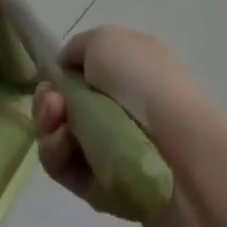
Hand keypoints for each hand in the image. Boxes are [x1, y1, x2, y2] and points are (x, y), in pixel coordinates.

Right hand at [34, 25, 205, 214]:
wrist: (179, 153)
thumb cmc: (142, 83)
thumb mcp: (106, 40)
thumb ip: (78, 48)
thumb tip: (66, 69)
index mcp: (128, 66)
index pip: (82, 70)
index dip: (60, 74)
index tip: (52, 78)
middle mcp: (121, 104)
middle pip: (65, 105)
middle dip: (48, 103)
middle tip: (53, 107)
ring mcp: (113, 146)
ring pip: (61, 137)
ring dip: (49, 129)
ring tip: (59, 130)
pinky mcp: (105, 186)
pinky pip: (68, 170)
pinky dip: (59, 159)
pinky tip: (65, 151)